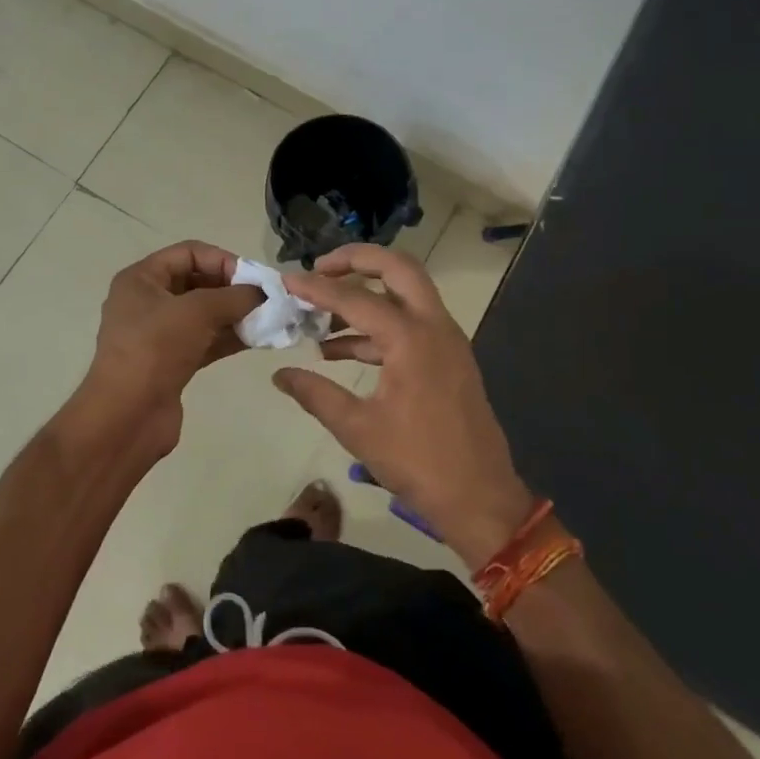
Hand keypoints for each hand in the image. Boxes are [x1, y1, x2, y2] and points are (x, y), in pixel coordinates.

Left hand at [66, 241, 262, 460]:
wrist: (126, 416)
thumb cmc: (155, 349)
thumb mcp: (197, 312)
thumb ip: (234, 297)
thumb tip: (262, 294)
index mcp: (141, 279)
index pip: (189, 252)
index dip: (223, 259)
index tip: (254, 278)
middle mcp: (147, 302)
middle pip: (197, 282)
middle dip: (232, 289)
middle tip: (266, 299)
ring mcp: (158, 335)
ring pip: (204, 314)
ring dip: (235, 314)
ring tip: (269, 319)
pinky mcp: (171, 362)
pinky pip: (205, 341)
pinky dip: (229, 338)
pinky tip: (258, 339)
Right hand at [274, 245, 535, 567]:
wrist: (480, 498)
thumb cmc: (419, 462)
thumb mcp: (358, 429)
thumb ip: (315, 394)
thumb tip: (279, 375)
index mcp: (411, 338)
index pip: (355, 298)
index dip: (317, 287)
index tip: (286, 279)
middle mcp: (434, 326)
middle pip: (397, 268)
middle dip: (357, 260)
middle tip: (320, 268)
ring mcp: (446, 340)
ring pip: (406, 294)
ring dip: (366, 294)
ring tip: (320, 315)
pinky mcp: (448, 358)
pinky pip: (410, 324)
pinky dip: (377, 326)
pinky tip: (339, 351)